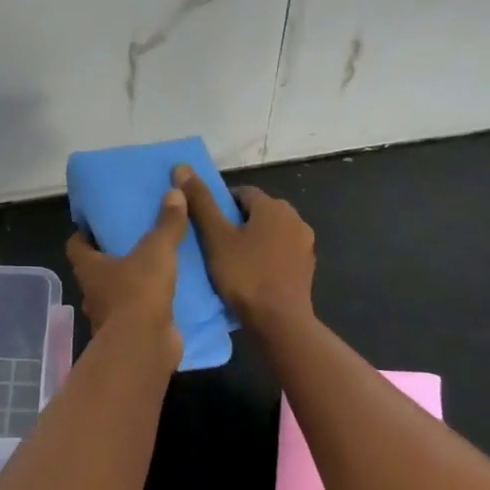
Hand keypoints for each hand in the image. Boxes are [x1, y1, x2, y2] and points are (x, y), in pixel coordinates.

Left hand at [65, 188, 186, 369]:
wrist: (144, 347)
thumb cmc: (138, 292)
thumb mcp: (156, 250)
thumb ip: (166, 223)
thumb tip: (174, 191)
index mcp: (89, 268)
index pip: (76, 245)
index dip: (84, 233)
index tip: (100, 222)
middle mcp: (93, 293)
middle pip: (97, 269)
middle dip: (113, 256)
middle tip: (136, 238)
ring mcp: (110, 317)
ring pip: (118, 293)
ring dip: (133, 282)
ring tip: (158, 264)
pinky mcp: (131, 334)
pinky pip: (139, 314)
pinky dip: (151, 305)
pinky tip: (172, 294)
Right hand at [173, 166, 315, 331]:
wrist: (281, 322)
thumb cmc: (245, 275)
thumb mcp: (216, 237)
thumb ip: (201, 202)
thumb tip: (182, 167)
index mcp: (273, 206)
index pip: (241, 193)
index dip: (220, 205)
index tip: (206, 224)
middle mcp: (294, 218)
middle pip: (258, 211)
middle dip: (237, 222)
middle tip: (215, 242)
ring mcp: (305, 244)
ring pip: (270, 232)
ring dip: (253, 239)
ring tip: (231, 259)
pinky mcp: (307, 267)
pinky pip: (281, 252)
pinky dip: (266, 256)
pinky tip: (252, 274)